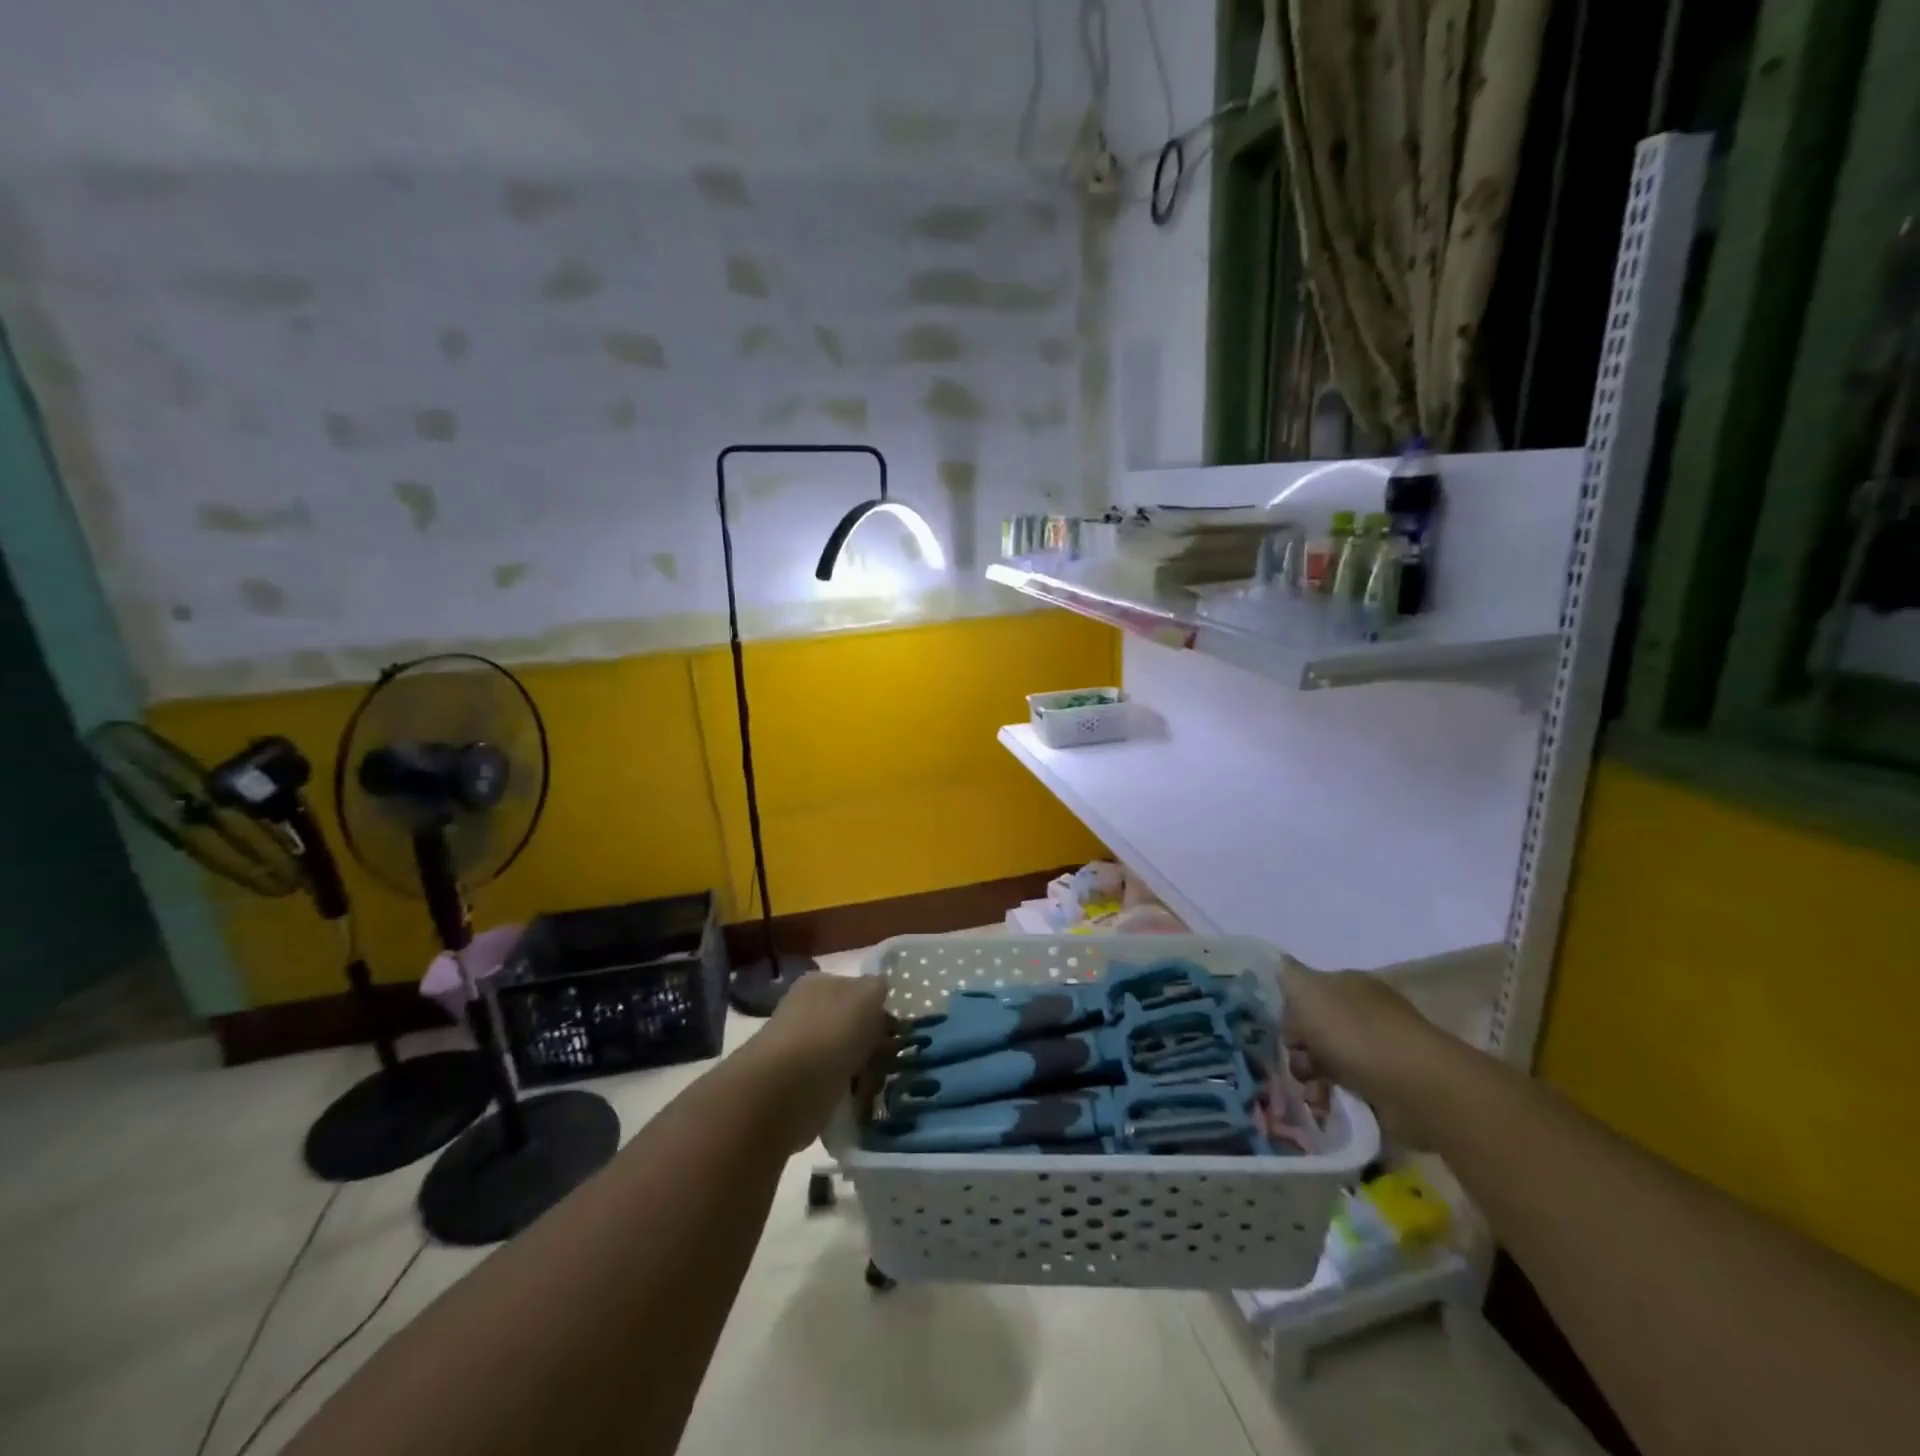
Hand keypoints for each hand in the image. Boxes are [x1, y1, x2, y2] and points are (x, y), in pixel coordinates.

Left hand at [743, 973, 892, 1152]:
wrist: (788, 1088)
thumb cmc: (831, 1032)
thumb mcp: (867, 995)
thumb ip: (879, 988)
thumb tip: (880, 992)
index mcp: (820, 984)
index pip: (858, 990)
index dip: (880, 1009)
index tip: (897, 1031)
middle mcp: (808, 1013)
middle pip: (854, 1025)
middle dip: (875, 1043)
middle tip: (890, 1060)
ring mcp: (803, 1050)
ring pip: (848, 1057)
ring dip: (866, 1071)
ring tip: (875, 1083)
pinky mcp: (802, 1087)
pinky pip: (837, 1085)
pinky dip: (851, 1094)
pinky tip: (860, 1100)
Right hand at [1279, 957, 1451, 1144]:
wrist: (1414, 1085)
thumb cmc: (1353, 1031)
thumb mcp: (1307, 991)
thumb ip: (1288, 976)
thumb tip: (1279, 963)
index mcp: (1349, 984)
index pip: (1308, 993)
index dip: (1291, 1013)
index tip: (1286, 1035)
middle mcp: (1366, 1012)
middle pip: (1316, 1029)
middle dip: (1300, 1050)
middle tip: (1299, 1067)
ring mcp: (1380, 1049)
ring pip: (1330, 1060)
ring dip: (1312, 1078)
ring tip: (1313, 1095)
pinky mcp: (1390, 1085)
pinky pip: (1351, 1088)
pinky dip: (1334, 1097)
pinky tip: (1326, 1106)